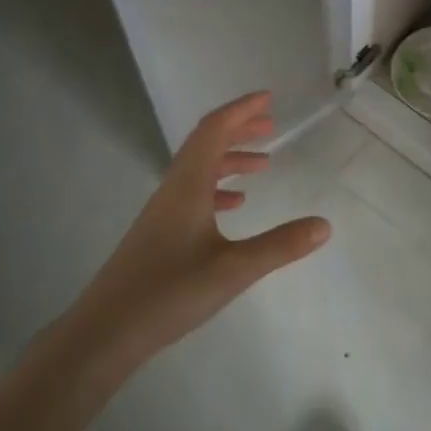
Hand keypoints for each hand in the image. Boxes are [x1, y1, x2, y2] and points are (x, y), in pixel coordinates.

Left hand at [73, 91, 331, 365]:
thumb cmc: (169, 292)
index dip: (241, 110)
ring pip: (200, 170)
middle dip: (238, 129)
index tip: (268, 98)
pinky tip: (234, 205)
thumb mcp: (233, 269)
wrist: (106, 331)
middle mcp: (174, 189)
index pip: (214, 130)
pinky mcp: (160, 233)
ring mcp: (163, 212)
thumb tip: (324, 225)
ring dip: (230, 159)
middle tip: (271, 125)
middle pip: (206, 144)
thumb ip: (280, 246)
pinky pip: (193, 194)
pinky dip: (218, 188)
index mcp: (188, 185)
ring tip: (263, 165)